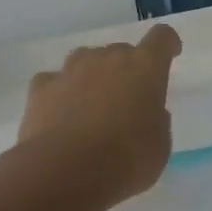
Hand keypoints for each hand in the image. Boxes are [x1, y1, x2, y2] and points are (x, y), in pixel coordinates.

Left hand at [18, 24, 180, 202]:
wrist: (64, 172)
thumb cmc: (126, 160)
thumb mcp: (160, 146)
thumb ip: (157, 121)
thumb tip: (146, 113)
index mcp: (145, 68)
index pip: (161, 38)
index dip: (167, 44)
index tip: (170, 53)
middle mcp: (107, 59)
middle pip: (121, 50)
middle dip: (127, 68)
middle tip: (128, 97)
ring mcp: (71, 70)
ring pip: (86, 59)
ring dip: (93, 74)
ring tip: (93, 102)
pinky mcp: (41, 88)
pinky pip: (54, 80)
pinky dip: (60, 91)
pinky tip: (61, 112)